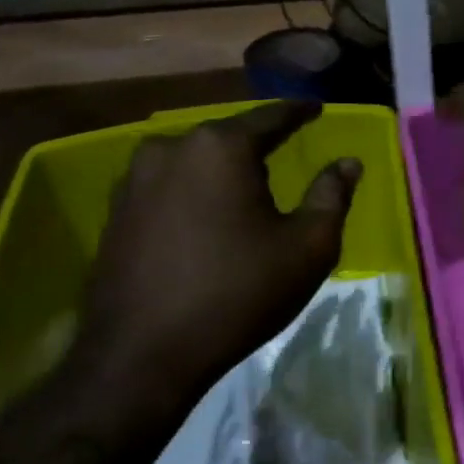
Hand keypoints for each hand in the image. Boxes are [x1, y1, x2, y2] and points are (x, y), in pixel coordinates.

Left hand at [68, 101, 360, 436]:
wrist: (142, 356)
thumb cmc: (239, 293)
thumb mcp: (308, 245)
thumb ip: (332, 195)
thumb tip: (348, 163)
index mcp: (221, 147)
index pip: (270, 117)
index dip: (299, 112)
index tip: (316, 107)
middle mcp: (171, 149)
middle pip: (228, 136)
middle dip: (258, 141)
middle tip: (285, 147)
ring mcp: (134, 180)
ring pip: (195, 160)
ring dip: (223, 168)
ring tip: (248, 181)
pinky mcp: (115, 212)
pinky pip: (169, 185)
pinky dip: (195, 190)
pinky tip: (209, 212)